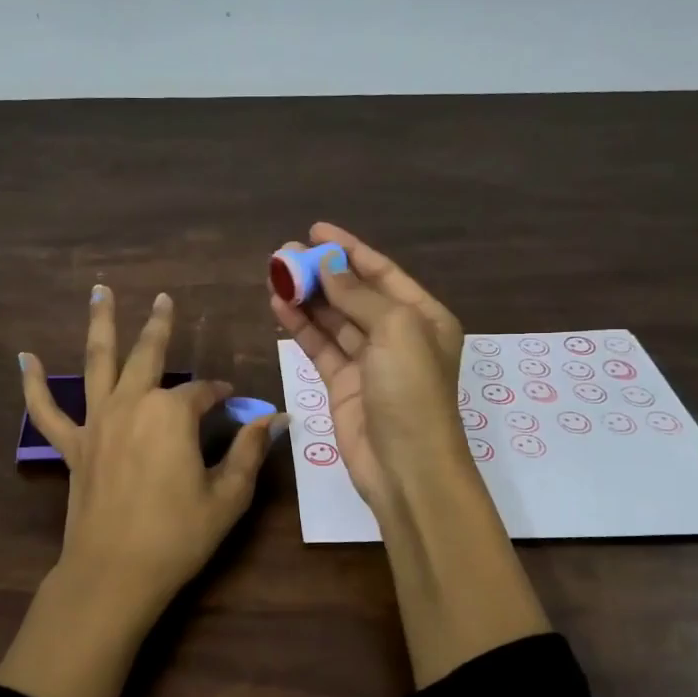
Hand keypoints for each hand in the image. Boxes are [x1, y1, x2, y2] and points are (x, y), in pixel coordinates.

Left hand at [21, 287, 278, 617]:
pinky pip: (47, 411)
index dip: (220, 396)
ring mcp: (97, 422)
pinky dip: (34, 385)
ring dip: (100, 324)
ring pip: (98, 362)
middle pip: (148, 355)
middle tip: (163, 299)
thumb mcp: (228, 496)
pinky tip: (23, 359)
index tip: (234, 403)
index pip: (203, 392)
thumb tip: (273, 419)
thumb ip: (248, 451)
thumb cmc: (178, 535)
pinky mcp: (73, 446)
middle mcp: (132, 404)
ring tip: (99, 291)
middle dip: (159, 326)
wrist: (115, 572)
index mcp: (172, 413)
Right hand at [270, 222, 467, 515]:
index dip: (349, 249)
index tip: (316, 229)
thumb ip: (358, 296)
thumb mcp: (396, 330)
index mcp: (423, 317)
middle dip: (321, 272)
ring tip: (274, 272)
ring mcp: (368, 361)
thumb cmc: (411, 391)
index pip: (382, 272)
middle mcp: (398, 335)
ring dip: (306, 297)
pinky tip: (278, 306)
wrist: (406, 467)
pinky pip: (319, 346)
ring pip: (332, 319)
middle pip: (354, 294)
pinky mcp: (342, 384)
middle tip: (284, 253)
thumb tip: (327, 266)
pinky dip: (300, 326)